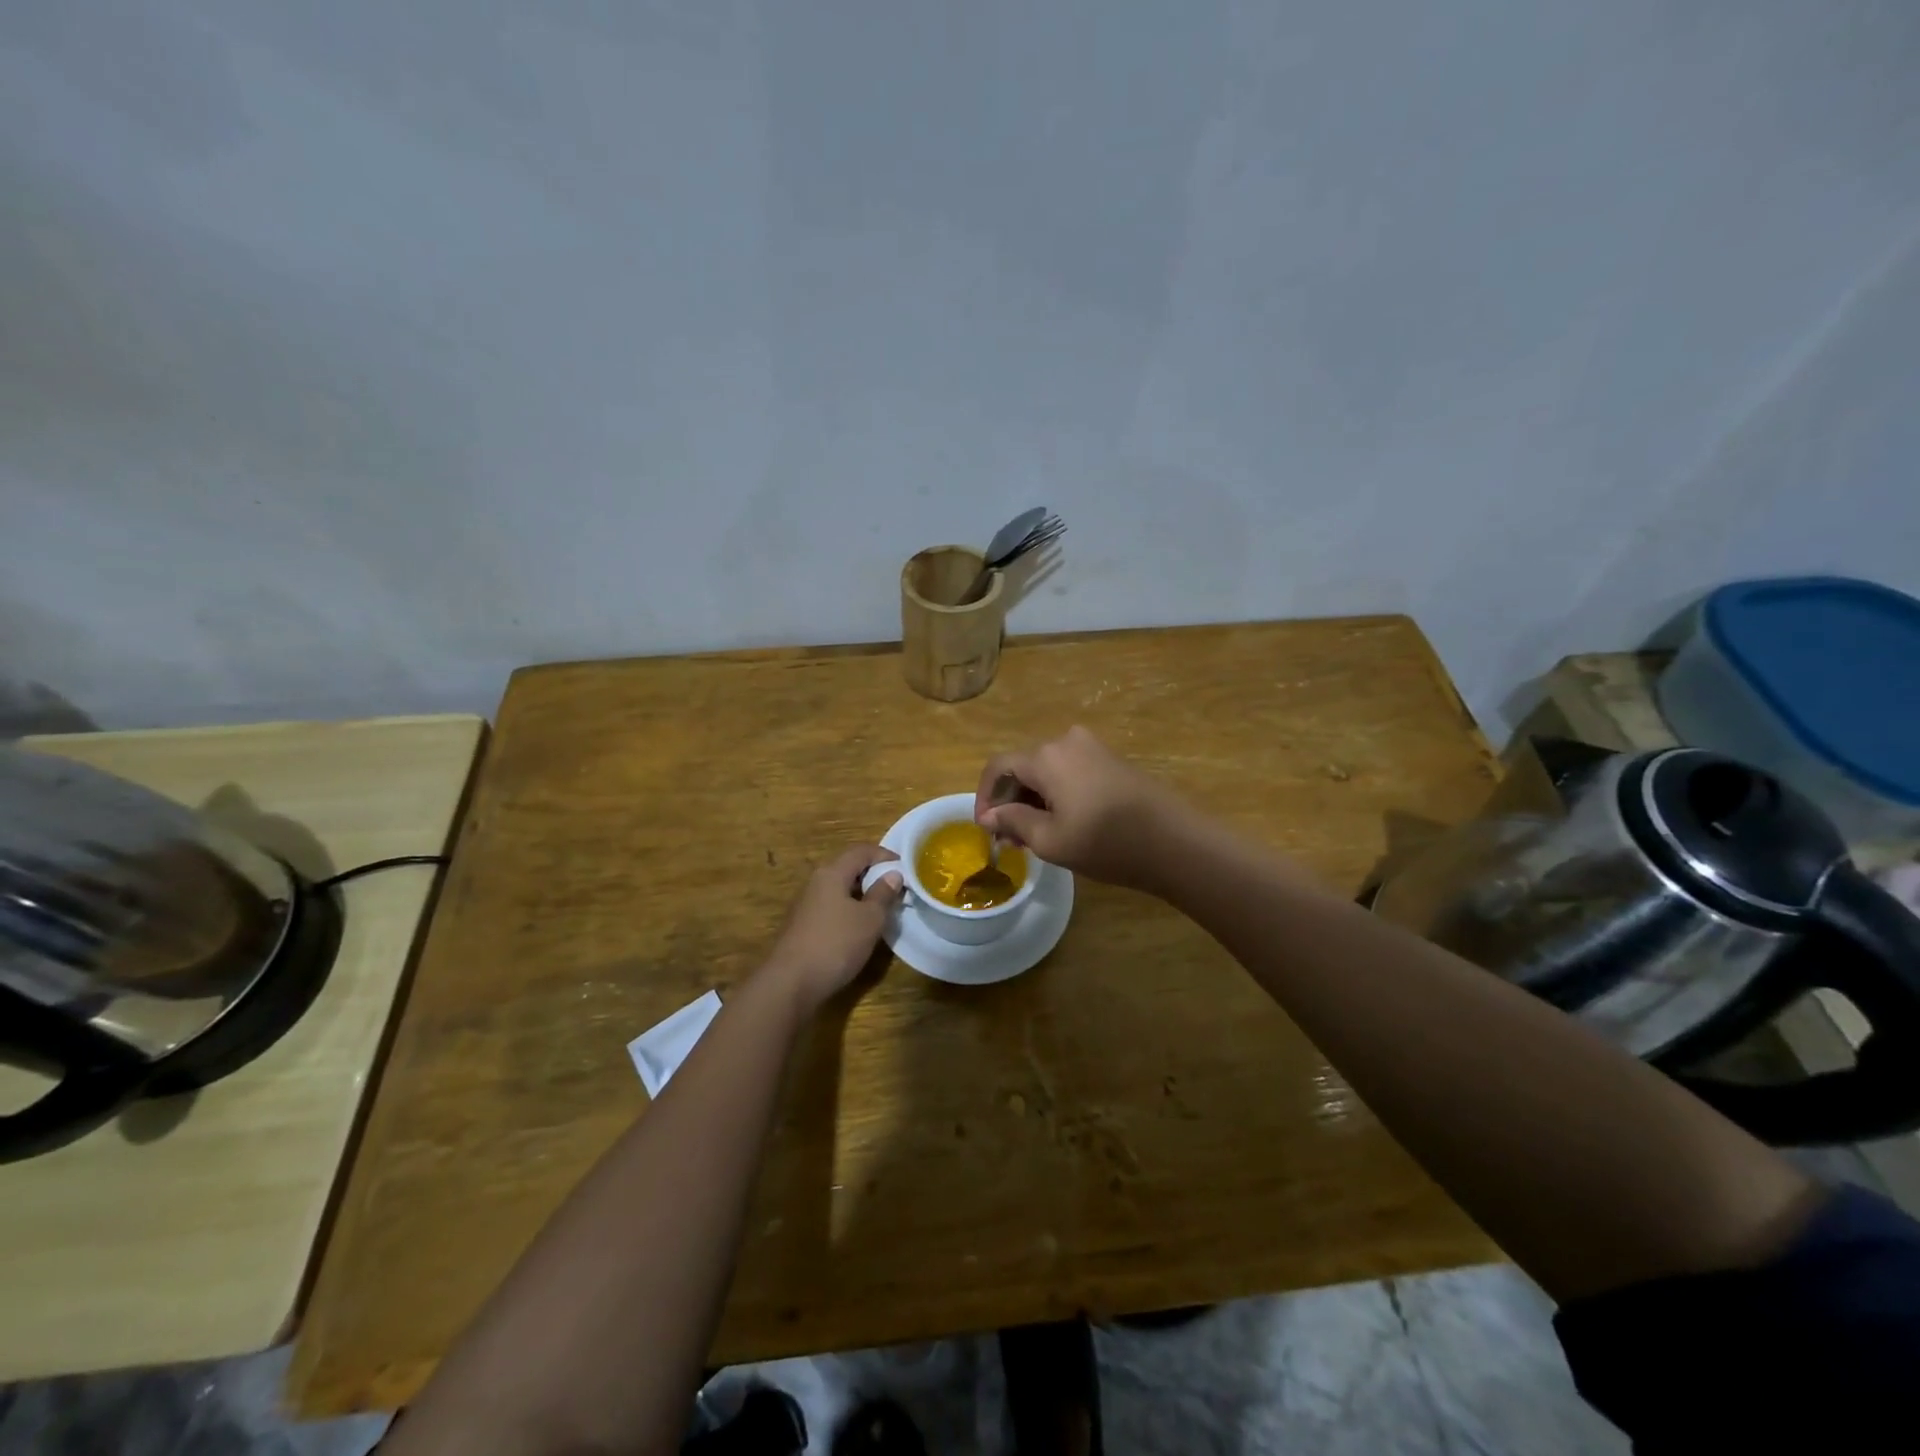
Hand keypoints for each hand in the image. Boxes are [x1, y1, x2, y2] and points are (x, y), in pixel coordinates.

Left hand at [762, 844, 902, 1008]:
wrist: (791, 983)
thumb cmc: (835, 944)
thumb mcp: (869, 919)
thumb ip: (883, 894)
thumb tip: (893, 874)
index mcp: (831, 873)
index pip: (860, 851)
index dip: (884, 854)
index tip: (905, 867)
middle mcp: (816, 883)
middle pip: (848, 868)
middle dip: (873, 874)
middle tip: (896, 887)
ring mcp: (806, 905)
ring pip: (839, 889)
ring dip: (862, 894)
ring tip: (883, 908)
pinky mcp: (803, 926)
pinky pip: (832, 907)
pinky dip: (849, 910)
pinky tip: (860, 928)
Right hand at [974, 726, 1192, 892]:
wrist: (1174, 842)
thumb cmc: (1106, 843)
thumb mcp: (1050, 840)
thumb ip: (1013, 822)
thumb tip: (989, 815)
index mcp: (1046, 756)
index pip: (998, 767)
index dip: (984, 796)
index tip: (986, 828)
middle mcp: (1066, 740)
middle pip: (1023, 765)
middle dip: (1010, 800)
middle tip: (1009, 838)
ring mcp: (1092, 747)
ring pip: (1047, 769)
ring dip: (1033, 798)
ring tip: (1034, 835)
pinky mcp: (1111, 759)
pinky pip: (1070, 770)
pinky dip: (1056, 793)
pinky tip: (1062, 822)